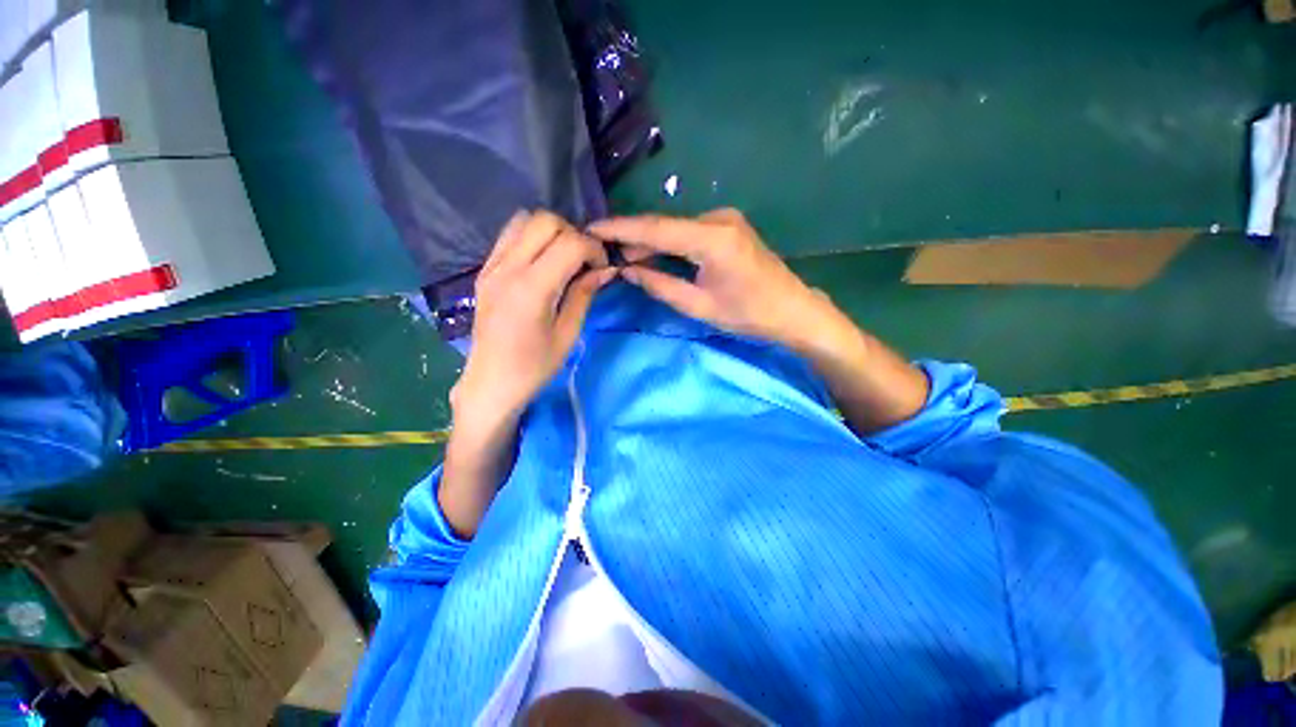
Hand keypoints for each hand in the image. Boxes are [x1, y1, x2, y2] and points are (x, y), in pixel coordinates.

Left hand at [453, 210, 615, 426]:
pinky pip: (510, 235)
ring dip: (552, 233)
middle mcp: (508, 268)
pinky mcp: (485, 269)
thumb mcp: (568, 334)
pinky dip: (532, 238)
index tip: (602, 268)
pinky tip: (542, 263)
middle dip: (574, 235)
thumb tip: (605, 270)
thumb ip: (584, 294)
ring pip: (525, 220)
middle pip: (546, 221)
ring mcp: (492, 265)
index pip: (570, 243)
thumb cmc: (534, 366)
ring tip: (563, 259)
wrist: (491, 382)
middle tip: (583, 262)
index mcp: (532, 288)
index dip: (594, 249)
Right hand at [589, 209, 836, 351]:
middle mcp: (718, 218)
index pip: (656, 229)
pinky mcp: (728, 225)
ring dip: (650, 241)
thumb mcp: (699, 306)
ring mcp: (725, 219)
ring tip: (623, 256)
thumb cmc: (748, 315)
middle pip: (664, 225)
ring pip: (675, 228)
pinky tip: (653, 254)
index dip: (621, 229)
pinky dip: (668, 242)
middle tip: (604, 251)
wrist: (792, 309)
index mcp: (712, 239)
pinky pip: (688, 231)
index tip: (591, 228)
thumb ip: (660, 285)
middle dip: (633, 238)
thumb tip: (627, 271)